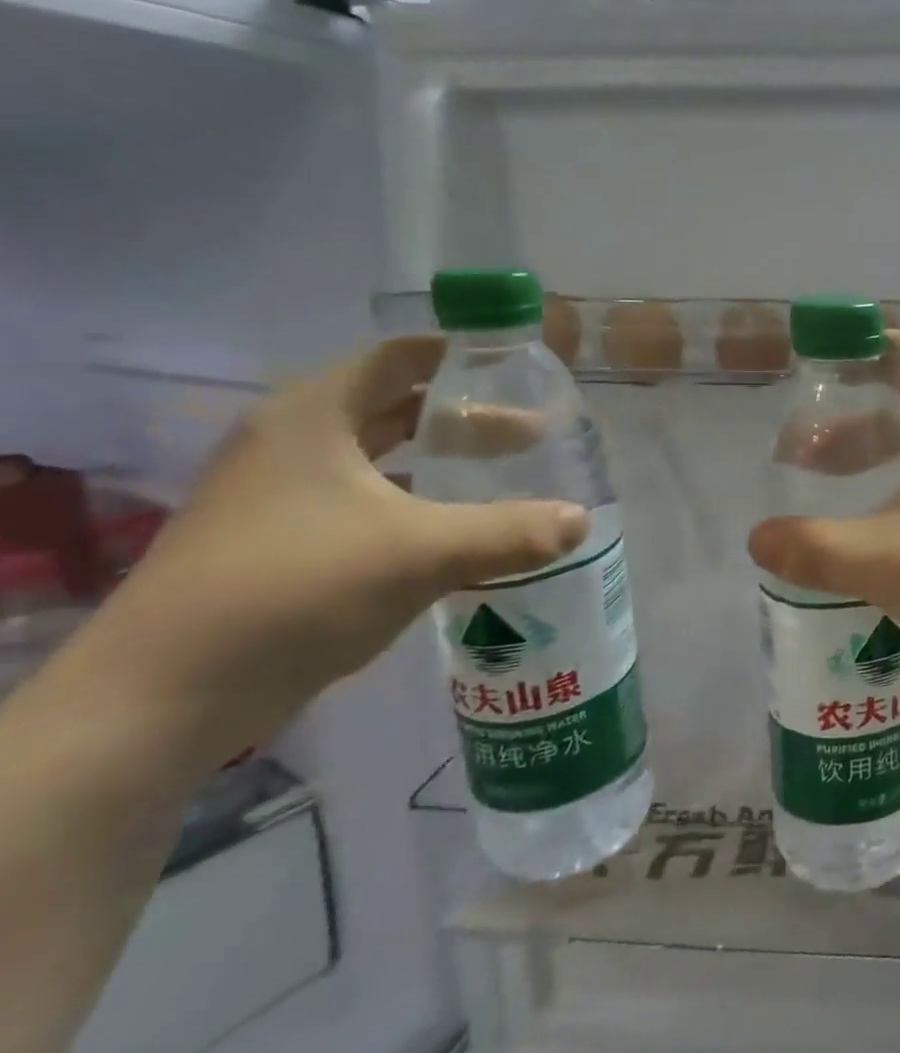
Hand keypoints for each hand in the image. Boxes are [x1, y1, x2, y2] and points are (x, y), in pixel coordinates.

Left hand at [94, 337, 587, 762]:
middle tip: (533, 432)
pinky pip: (365, 499)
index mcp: (314, 416)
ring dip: (442, 460)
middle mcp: (292, 442)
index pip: (398, 357)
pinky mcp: (279, 540)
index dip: (460, 355)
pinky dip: (415, 500)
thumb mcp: (422, 553)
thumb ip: (512, 531)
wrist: (164, 697)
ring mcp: (279, 493)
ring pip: (380, 456)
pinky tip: (456, 528)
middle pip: (394, 405)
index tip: (519, 367)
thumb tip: (582, 519)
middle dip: (466, 416)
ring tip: (505, 474)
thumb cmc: (296, 589)